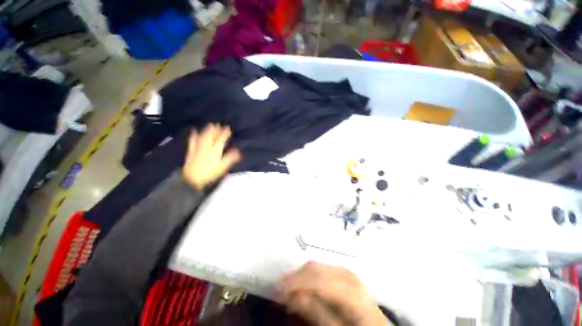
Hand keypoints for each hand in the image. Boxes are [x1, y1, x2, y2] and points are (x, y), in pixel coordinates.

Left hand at [182, 124, 240, 189]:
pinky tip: (194, 131)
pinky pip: (193, 140)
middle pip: (211, 136)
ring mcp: (198, 148)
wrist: (192, 178)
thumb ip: (230, 158)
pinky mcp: (192, 151)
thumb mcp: (223, 166)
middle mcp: (207, 147)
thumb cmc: (210, 173)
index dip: (225, 133)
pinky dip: (194, 135)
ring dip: (207, 130)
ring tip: (210, 125)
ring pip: (203, 136)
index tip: (228, 128)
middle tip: (219, 125)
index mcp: (215, 150)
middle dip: (216, 130)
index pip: (221, 139)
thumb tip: (238, 151)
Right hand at [278, 262, 389, 325]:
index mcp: (350, 290)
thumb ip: (317, 313)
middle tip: (280, 288)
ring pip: (318, 265)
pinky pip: (323, 268)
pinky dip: (310, 274)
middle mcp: (348, 275)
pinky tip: (304, 283)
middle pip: (317, 269)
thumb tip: (294, 295)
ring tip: (290, 286)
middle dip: (296, 277)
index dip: (296, 282)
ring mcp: (347, 272)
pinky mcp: (345, 273)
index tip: (278, 288)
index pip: (318, 279)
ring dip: (302, 274)